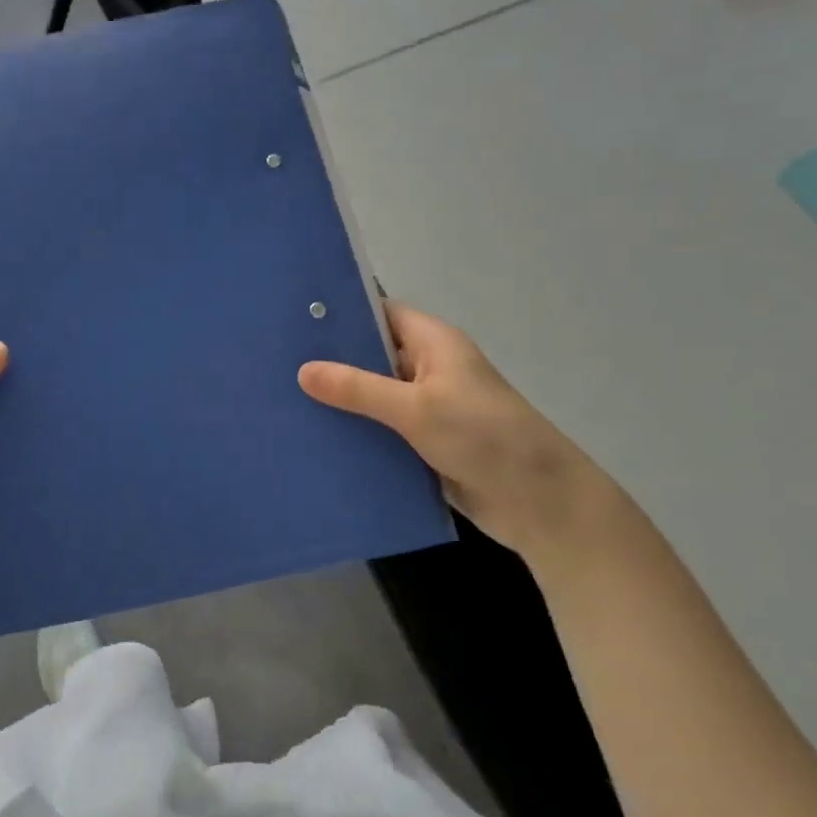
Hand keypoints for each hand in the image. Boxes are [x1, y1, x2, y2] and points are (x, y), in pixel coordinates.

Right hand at [298, 302, 622, 561]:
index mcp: (433, 343)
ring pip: (372, 396)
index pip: (379, 312)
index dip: (341, 313)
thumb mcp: (416, 408)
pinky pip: (380, 430)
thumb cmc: (483, 436)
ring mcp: (426, 408)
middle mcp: (427, 368)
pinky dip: (355, 433)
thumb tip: (303, 370)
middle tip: (276, 363)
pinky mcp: (423, 443)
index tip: (294, 320)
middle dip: (331, 361)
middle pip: (371, 355)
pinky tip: (314, 438)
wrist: (540, 503)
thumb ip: (358, 388)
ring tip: (283, 400)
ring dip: (340, 402)